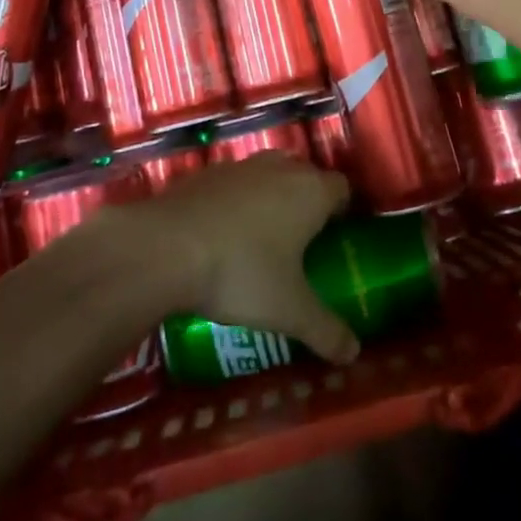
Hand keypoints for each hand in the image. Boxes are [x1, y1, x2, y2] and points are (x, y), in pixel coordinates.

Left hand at [126, 157, 359, 362]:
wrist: (166, 246)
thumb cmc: (242, 273)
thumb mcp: (290, 311)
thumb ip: (326, 331)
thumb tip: (353, 354)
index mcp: (310, 191)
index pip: (342, 188)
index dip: (343, 211)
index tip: (336, 241)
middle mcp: (279, 168)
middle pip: (305, 176)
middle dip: (307, 203)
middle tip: (303, 245)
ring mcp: (240, 166)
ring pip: (268, 175)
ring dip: (271, 199)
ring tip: (262, 241)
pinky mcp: (205, 173)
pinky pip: (234, 184)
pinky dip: (236, 203)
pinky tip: (223, 237)